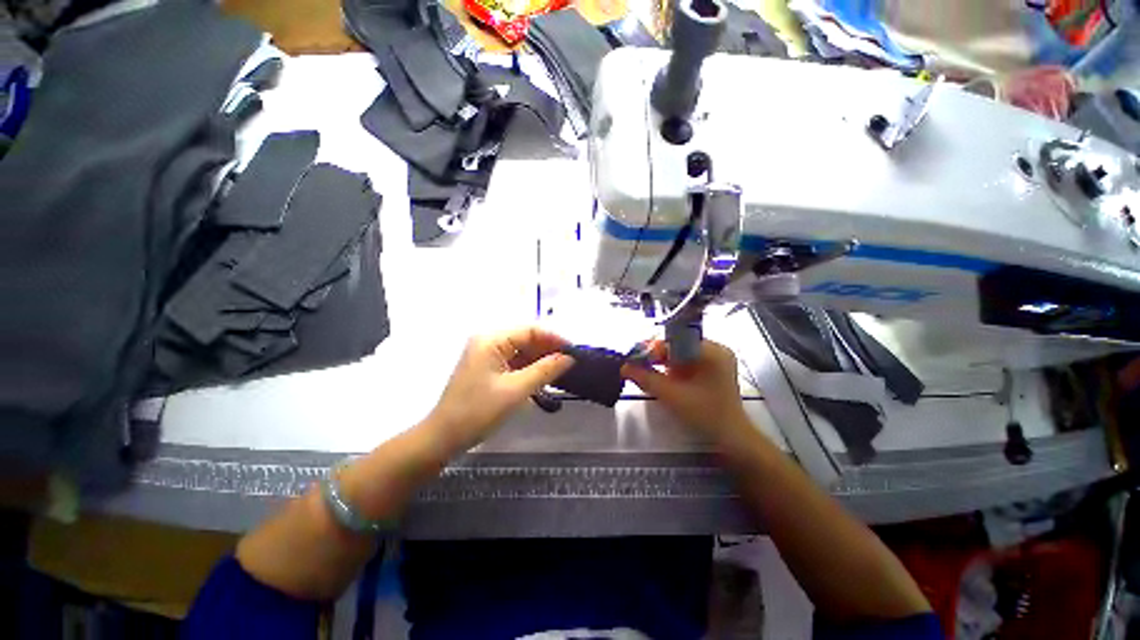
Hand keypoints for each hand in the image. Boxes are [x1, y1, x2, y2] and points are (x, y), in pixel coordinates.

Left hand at [427, 327, 574, 452]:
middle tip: (570, 364)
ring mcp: (487, 354)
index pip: (530, 330)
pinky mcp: (487, 368)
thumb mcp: (516, 390)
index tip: (574, 351)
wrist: (443, 437)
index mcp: (491, 340)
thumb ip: (545, 370)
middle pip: (526, 339)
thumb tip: (570, 357)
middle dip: (548, 350)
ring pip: (521, 351)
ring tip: (561, 371)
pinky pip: (514, 362)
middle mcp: (488, 341)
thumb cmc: (478, 411)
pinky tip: (543, 377)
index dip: (554, 339)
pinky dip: (529, 368)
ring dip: (540, 360)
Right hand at [621, 339, 750, 443]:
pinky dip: (672, 368)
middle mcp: (716, 349)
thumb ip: (646, 379)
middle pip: (677, 345)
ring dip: (662, 362)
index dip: (653, 348)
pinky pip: (686, 361)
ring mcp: (715, 359)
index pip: (675, 340)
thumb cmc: (705, 415)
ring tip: (645, 370)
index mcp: (712, 351)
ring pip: (680, 353)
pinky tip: (661, 377)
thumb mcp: (672, 396)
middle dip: (656, 355)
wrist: (731, 438)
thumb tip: (624, 367)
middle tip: (637, 365)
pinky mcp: (712, 368)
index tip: (635, 358)